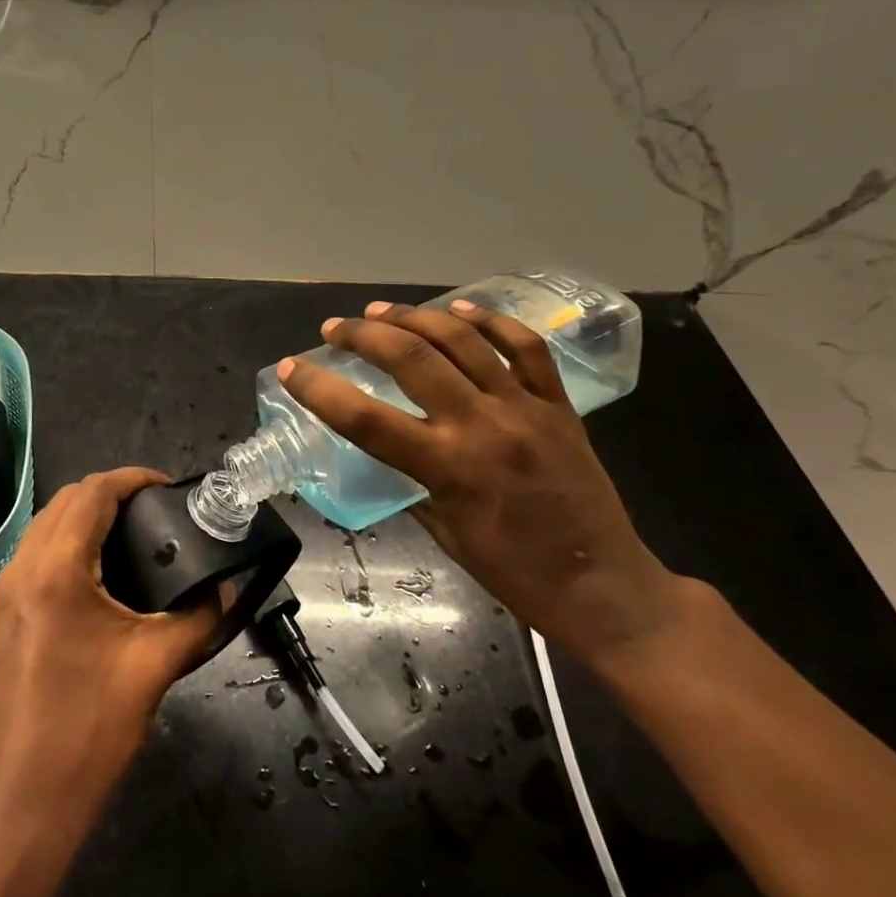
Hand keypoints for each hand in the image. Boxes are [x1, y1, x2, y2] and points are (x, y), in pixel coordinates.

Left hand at [0, 468, 219, 896]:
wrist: (26, 800)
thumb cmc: (91, 728)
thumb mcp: (156, 665)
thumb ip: (200, 618)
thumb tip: (227, 590)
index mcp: (56, 569)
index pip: (92, 494)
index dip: (132, 479)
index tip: (168, 486)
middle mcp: (22, 567)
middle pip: (65, 500)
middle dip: (110, 491)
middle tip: (156, 508)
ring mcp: (6, 590)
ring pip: (46, 523)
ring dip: (86, 513)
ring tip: (134, 530)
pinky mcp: (3, 613)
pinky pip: (36, 551)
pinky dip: (68, 539)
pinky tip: (101, 566)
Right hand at [279, 301, 684, 668]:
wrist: (603, 587)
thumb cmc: (515, 573)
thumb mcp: (445, 534)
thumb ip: (414, 484)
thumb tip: (391, 451)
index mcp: (447, 468)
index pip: (365, 418)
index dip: (319, 389)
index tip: (291, 368)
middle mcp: (481, 426)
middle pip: (411, 359)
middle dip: (364, 335)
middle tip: (337, 327)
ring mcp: (524, 408)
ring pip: (463, 342)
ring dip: (415, 318)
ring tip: (381, 310)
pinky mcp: (559, 405)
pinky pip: (525, 348)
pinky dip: (490, 321)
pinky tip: (459, 309)